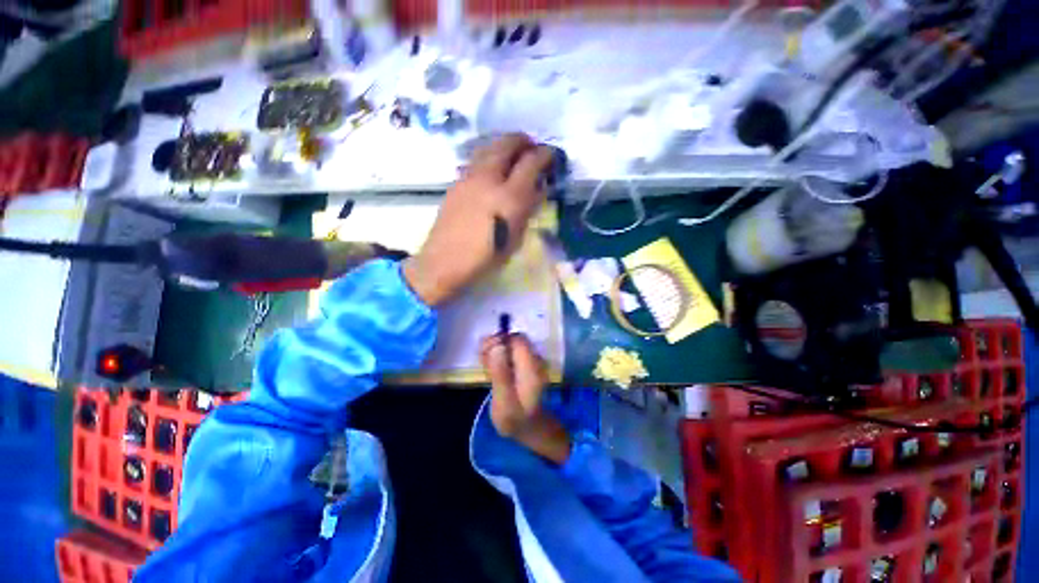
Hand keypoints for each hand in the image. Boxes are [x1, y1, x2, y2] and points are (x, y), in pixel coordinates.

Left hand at [403, 134, 552, 306]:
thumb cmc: (486, 258)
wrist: (445, 262)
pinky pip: (475, 160)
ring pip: (488, 147)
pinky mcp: (455, 182)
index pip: (531, 162)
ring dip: (504, 145)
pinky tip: (491, 170)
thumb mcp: (515, 239)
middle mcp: (489, 179)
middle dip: (523, 140)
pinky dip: (488, 156)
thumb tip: (537, 189)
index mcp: (509, 197)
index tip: (551, 156)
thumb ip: (528, 210)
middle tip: (531, 147)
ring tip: (512, 153)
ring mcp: (469, 178)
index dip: (545, 155)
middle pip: (507, 143)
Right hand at [480, 333, 569, 463]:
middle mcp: (534, 360)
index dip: (500, 341)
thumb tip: (497, 347)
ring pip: (509, 344)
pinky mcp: (524, 364)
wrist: (529, 428)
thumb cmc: (515, 420)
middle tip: (483, 363)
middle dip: (495, 345)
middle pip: (513, 339)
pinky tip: (491, 371)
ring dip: (494, 351)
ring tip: (486, 370)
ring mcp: (530, 361)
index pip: (517, 340)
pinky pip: (509, 352)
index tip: (485, 355)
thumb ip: (501, 374)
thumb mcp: (504, 403)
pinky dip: (498, 357)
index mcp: (532, 368)